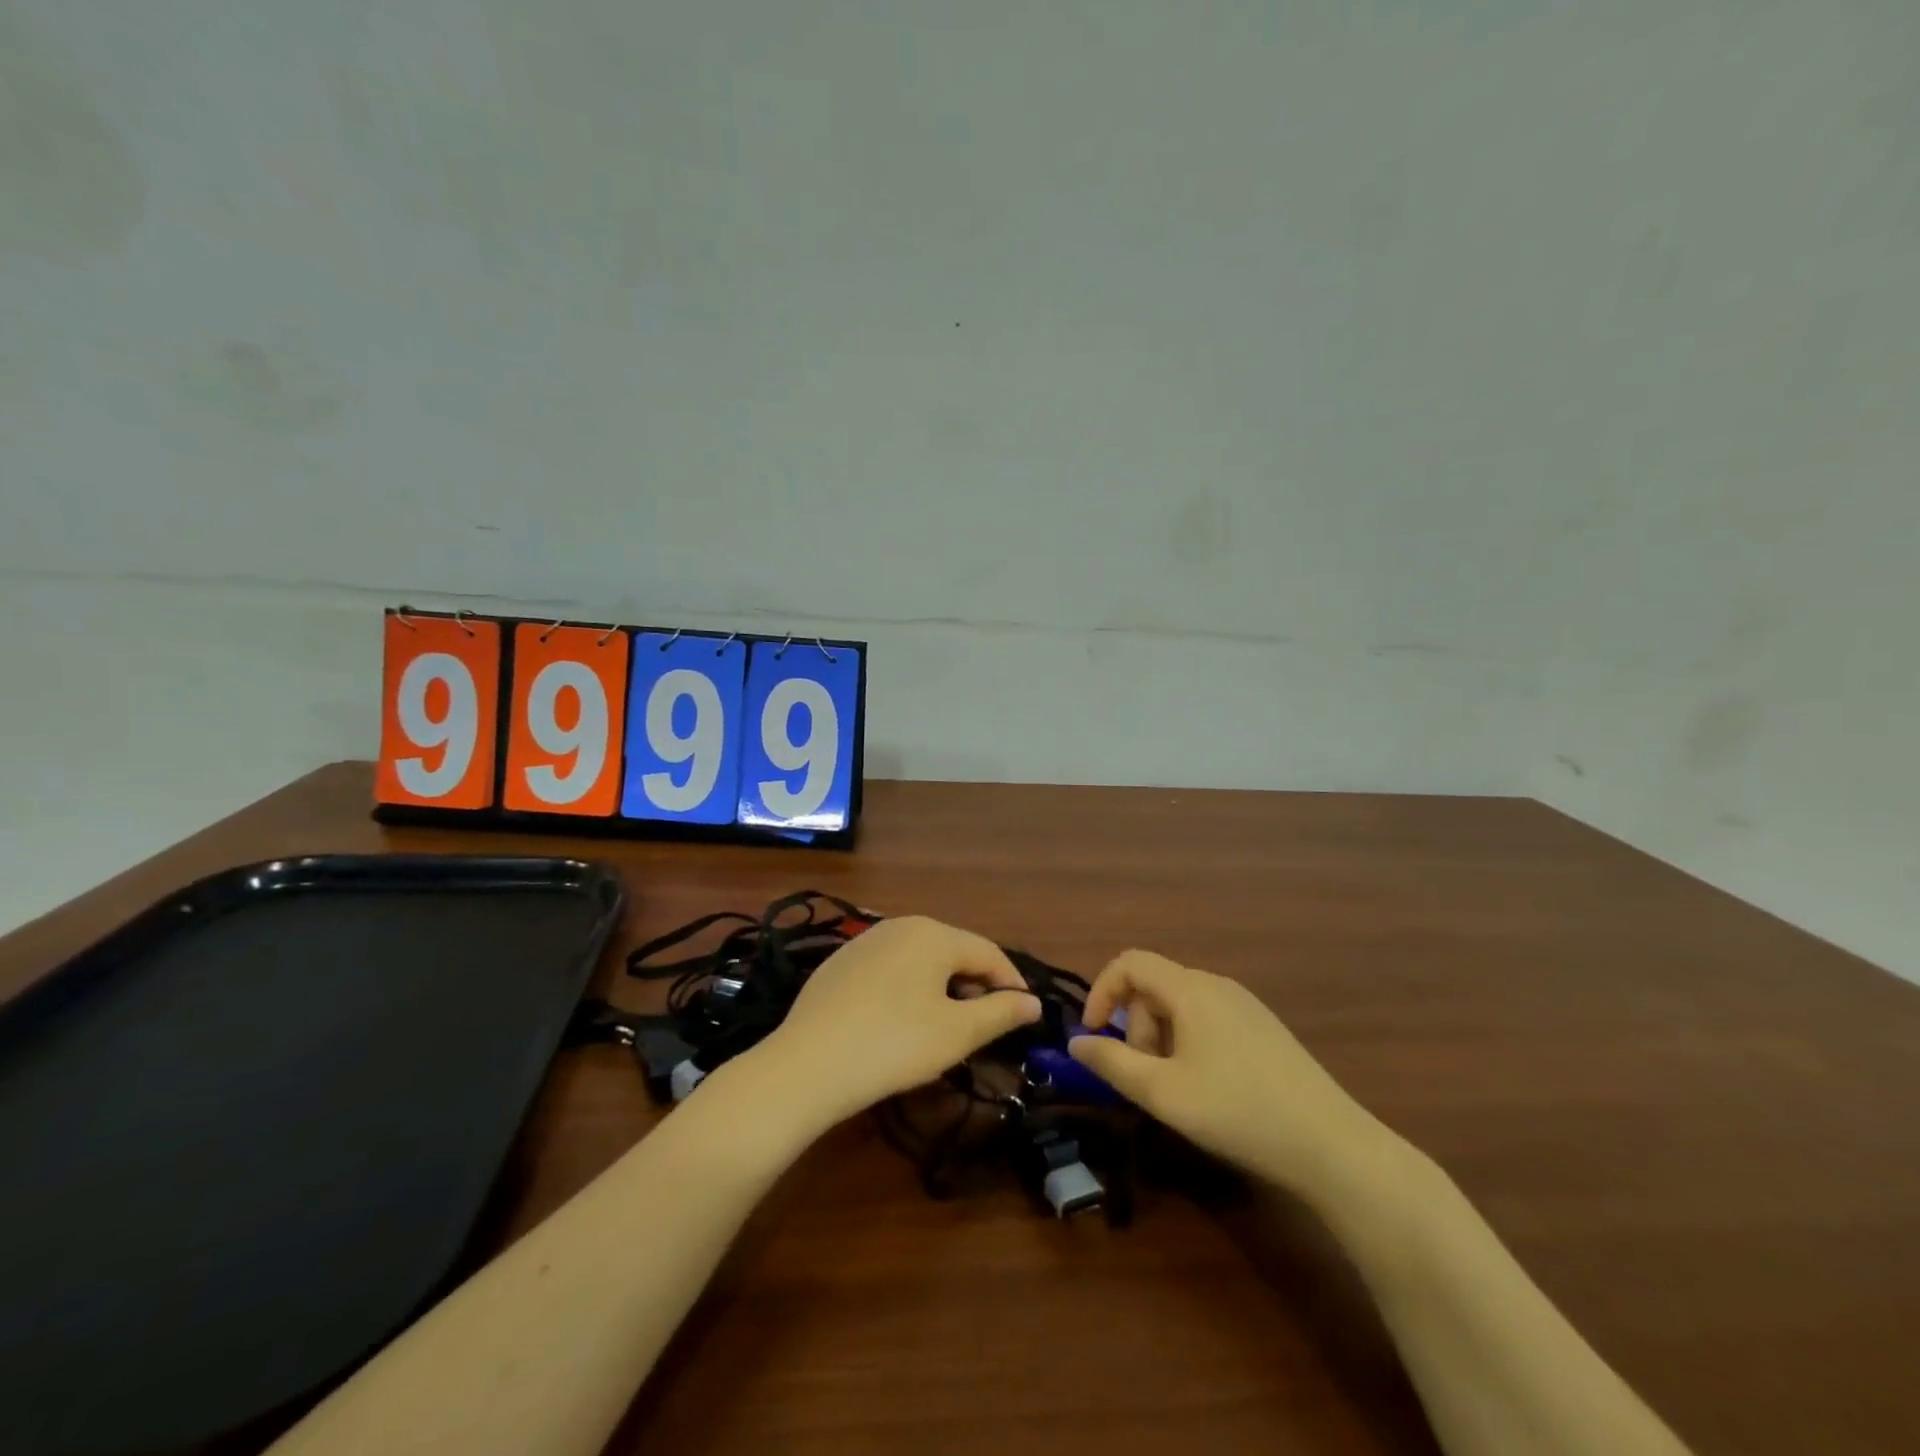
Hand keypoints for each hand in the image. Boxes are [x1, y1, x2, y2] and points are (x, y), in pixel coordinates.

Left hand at [753, 916, 1042, 1127]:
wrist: (806, 1065)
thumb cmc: (894, 1045)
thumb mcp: (956, 1033)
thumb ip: (1000, 1012)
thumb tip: (1032, 1002)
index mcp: (933, 933)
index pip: (989, 953)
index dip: (1012, 984)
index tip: (1025, 1016)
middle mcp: (900, 925)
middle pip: (953, 952)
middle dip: (975, 986)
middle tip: (986, 1027)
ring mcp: (865, 942)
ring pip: (920, 961)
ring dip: (942, 989)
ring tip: (946, 1027)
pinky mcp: (840, 963)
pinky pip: (890, 970)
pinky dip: (908, 990)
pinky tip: (900, 1023)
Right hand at [1068, 950, 1389, 1195]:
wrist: (1331, 1145)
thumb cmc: (1237, 1111)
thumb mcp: (1163, 1093)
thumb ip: (1112, 1063)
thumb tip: (1076, 1042)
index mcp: (1190, 989)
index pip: (1129, 963)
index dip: (1102, 992)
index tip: (1095, 1036)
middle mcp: (1217, 984)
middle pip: (1155, 986)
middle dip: (1135, 1026)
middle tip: (1142, 1077)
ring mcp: (1245, 1005)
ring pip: (1181, 1004)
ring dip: (1161, 1037)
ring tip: (1174, 1088)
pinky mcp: (1264, 1027)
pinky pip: (1208, 1017)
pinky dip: (1188, 1041)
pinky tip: (1207, 1086)